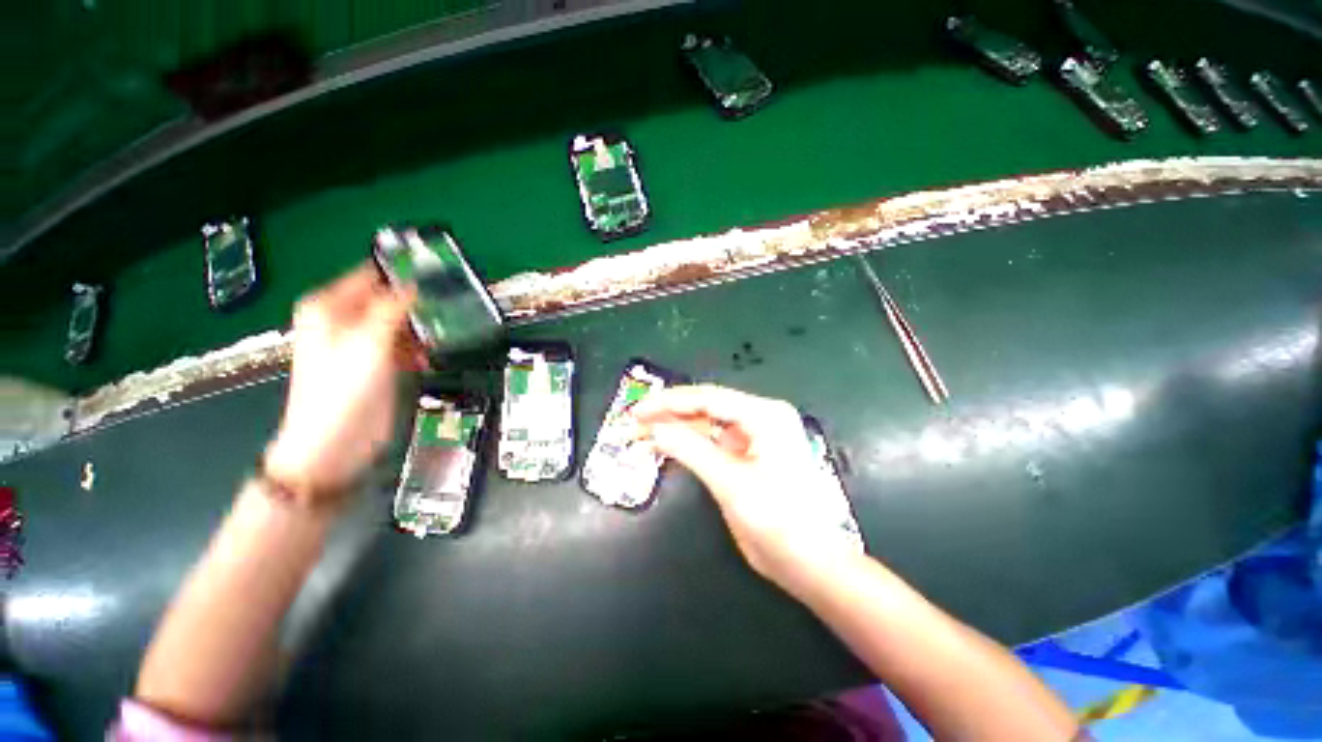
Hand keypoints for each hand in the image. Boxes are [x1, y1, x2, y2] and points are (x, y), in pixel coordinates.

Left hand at [264, 265, 424, 502]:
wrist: (334, 445)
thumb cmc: (342, 391)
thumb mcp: (369, 343)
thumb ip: (392, 309)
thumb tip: (413, 284)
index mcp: (330, 308)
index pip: (370, 276)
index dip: (402, 273)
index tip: (437, 271)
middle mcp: (344, 321)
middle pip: (388, 300)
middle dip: (416, 304)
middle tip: (447, 304)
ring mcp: (363, 344)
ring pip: (400, 323)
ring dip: (420, 330)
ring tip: (440, 335)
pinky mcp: (378, 364)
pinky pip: (403, 345)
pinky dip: (417, 349)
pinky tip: (426, 359)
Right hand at [633, 385, 857, 593]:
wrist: (809, 564)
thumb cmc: (778, 523)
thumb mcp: (730, 484)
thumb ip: (690, 450)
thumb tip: (653, 428)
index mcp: (765, 415)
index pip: (708, 398)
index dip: (668, 402)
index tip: (637, 410)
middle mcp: (760, 416)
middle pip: (705, 406)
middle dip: (667, 413)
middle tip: (633, 421)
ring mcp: (754, 434)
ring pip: (704, 422)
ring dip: (673, 428)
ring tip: (639, 435)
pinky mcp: (746, 451)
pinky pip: (710, 439)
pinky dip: (685, 443)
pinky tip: (662, 446)